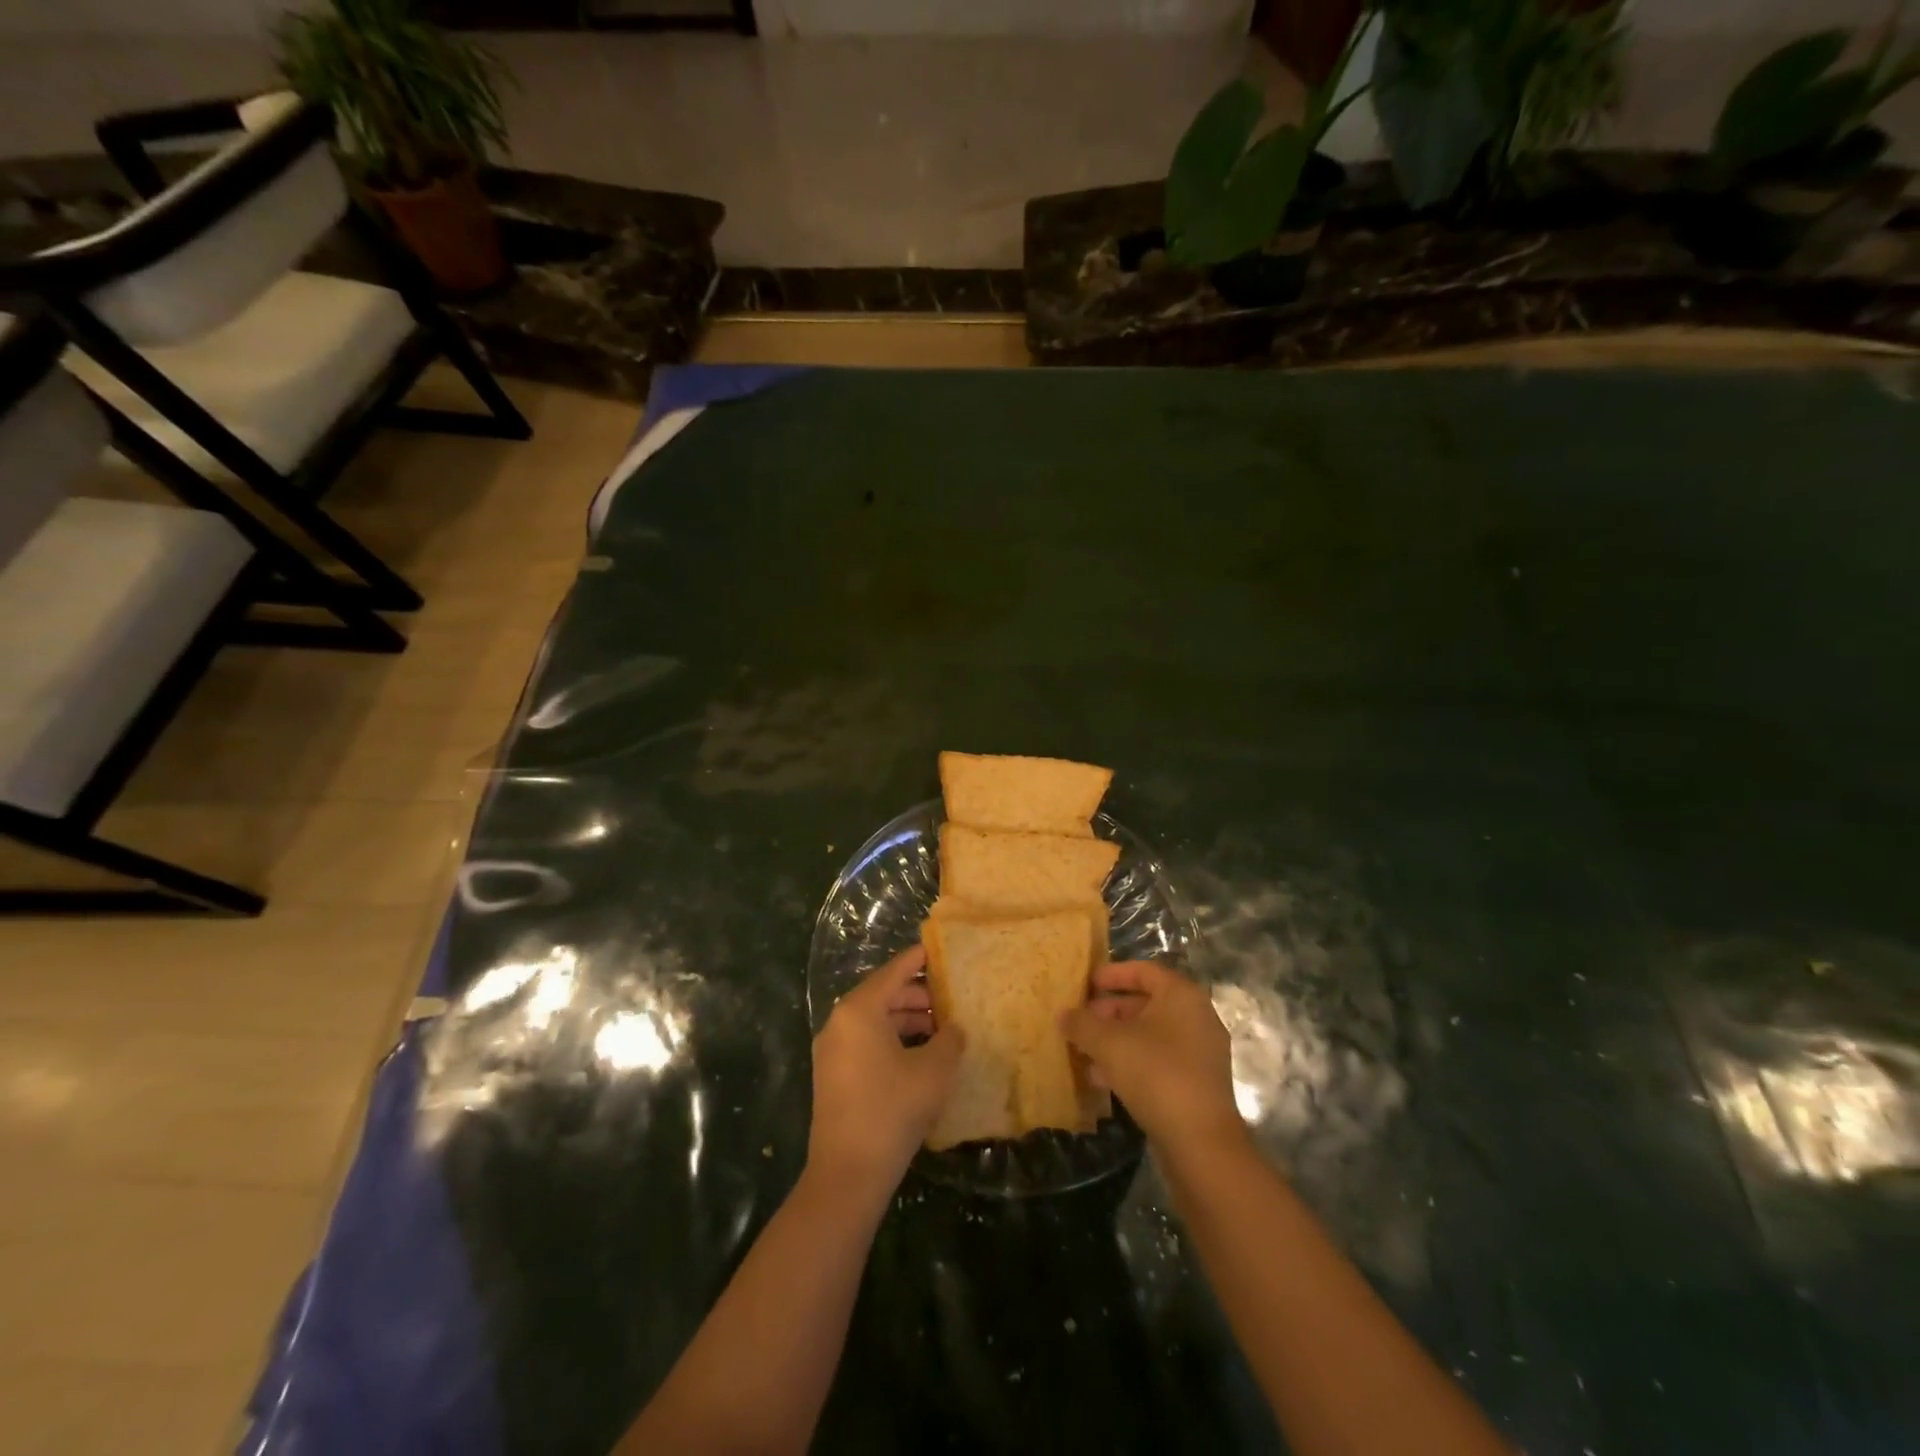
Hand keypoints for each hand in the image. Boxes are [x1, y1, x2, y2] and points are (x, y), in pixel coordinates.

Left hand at [808, 944, 963, 1199]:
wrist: (848, 1173)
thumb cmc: (893, 1109)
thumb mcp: (934, 1070)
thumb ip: (950, 1039)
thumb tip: (954, 1029)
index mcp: (859, 1010)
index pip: (894, 972)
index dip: (918, 959)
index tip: (939, 949)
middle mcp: (840, 1022)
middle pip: (884, 995)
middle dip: (918, 996)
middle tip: (952, 999)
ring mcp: (833, 1051)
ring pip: (876, 1022)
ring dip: (908, 1022)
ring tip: (943, 1031)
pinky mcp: (833, 1076)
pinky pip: (867, 1043)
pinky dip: (894, 1042)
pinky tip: (922, 1057)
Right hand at [1060, 961, 1246, 1157]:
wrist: (1201, 1142)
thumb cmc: (1155, 1074)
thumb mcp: (1108, 1043)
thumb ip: (1082, 1024)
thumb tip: (1063, 1015)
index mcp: (1181, 995)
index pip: (1144, 971)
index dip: (1112, 974)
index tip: (1086, 983)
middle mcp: (1197, 1017)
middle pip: (1146, 1003)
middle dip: (1109, 1012)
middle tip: (1080, 1022)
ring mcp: (1200, 1052)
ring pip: (1151, 1035)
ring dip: (1116, 1040)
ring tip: (1084, 1052)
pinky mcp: (1197, 1084)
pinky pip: (1159, 1061)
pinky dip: (1132, 1062)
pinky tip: (1103, 1080)